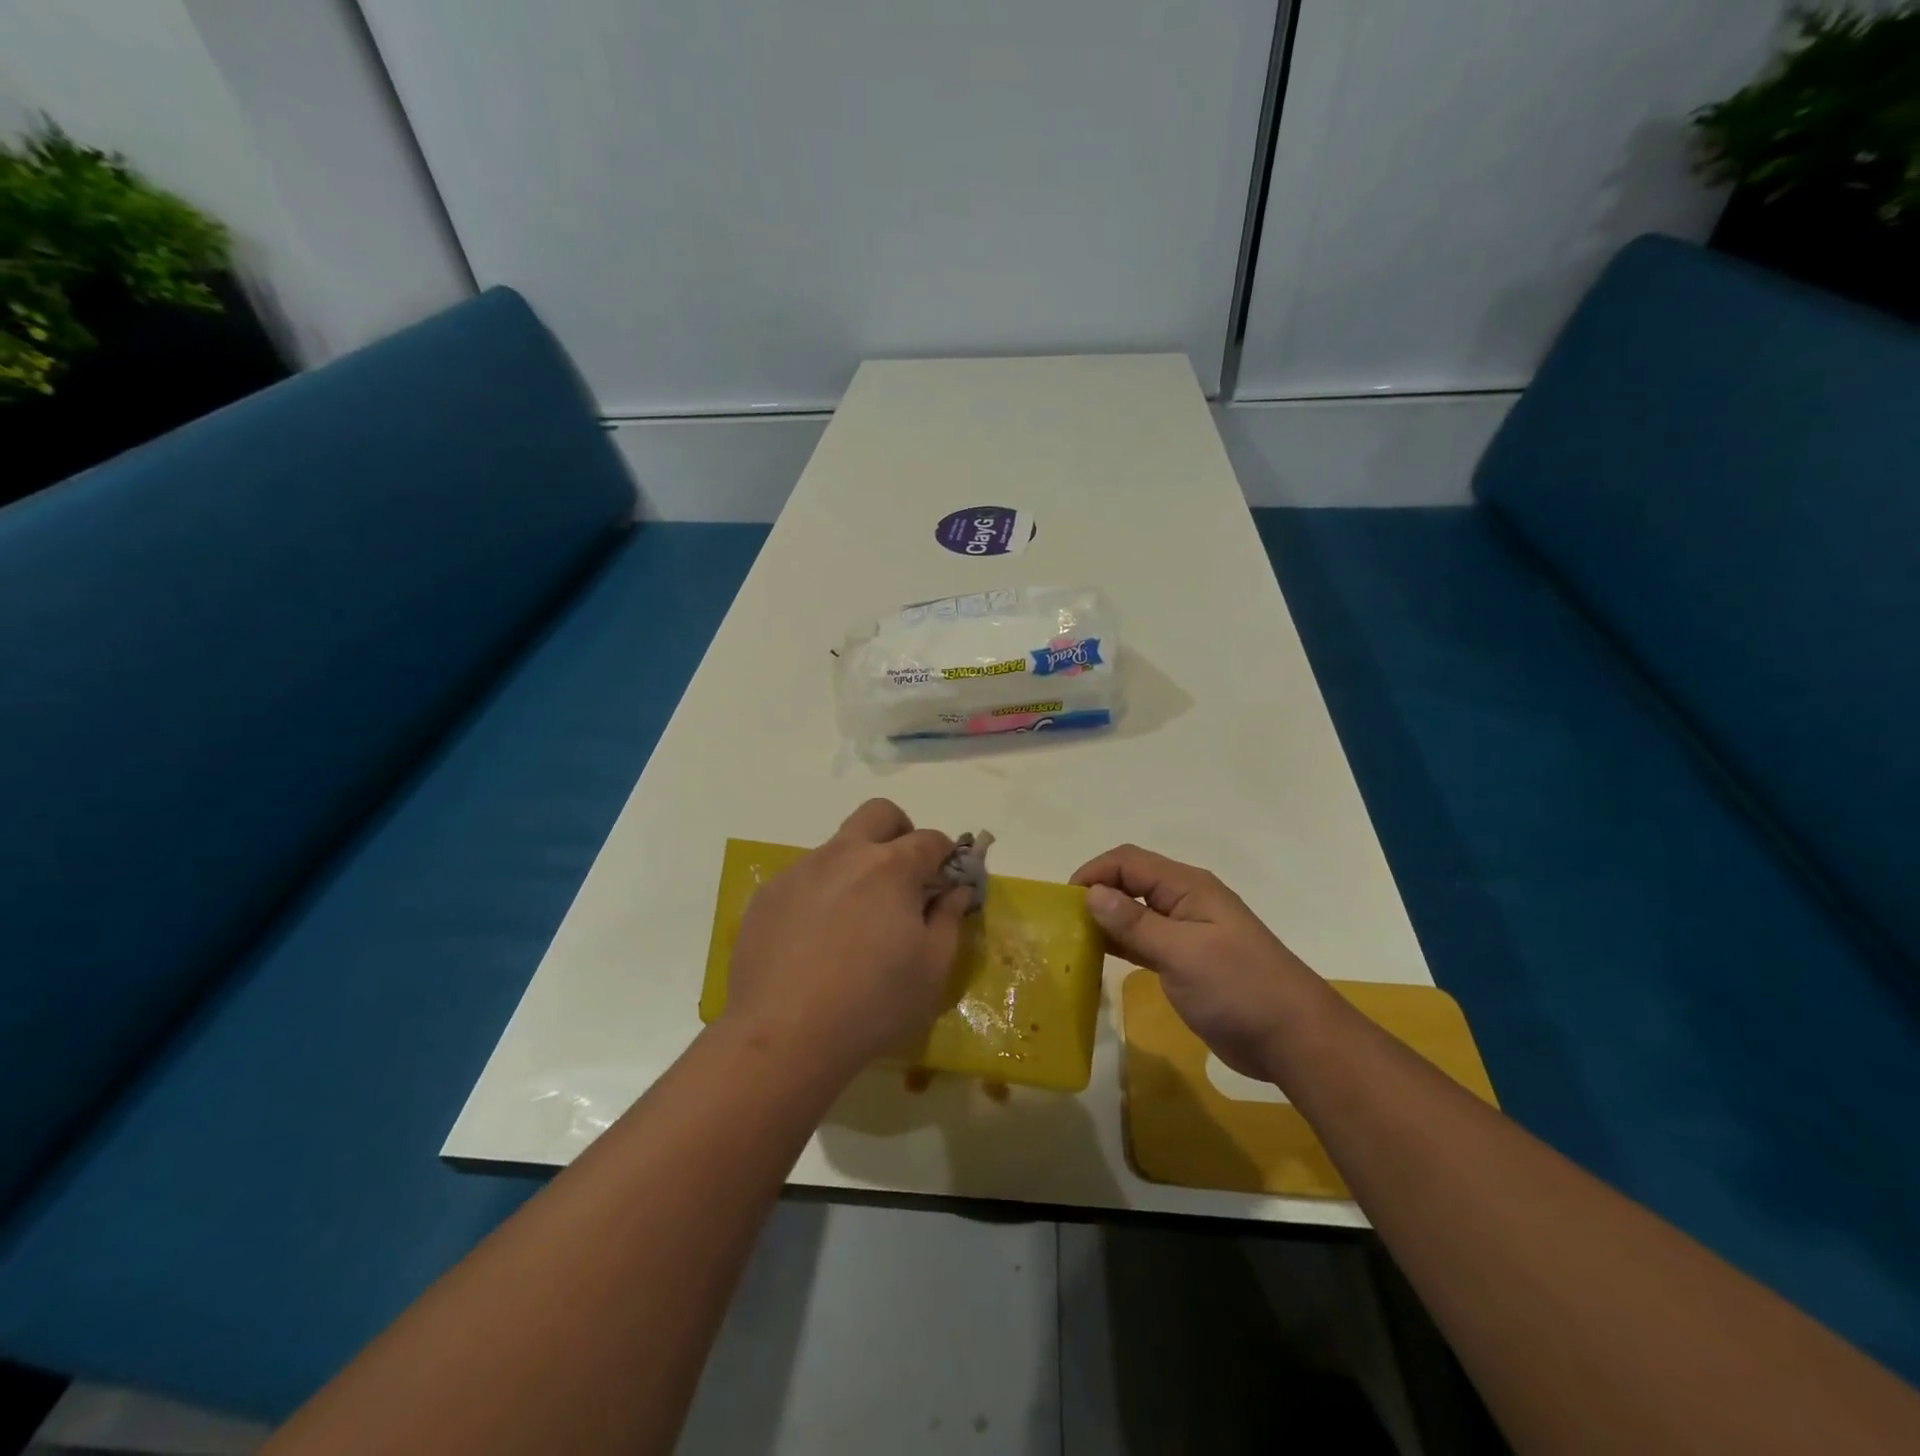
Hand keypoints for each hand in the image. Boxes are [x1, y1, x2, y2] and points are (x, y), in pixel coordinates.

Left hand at [726, 799, 971, 1083]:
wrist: (782, 1036)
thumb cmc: (872, 1004)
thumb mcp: (931, 969)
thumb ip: (949, 919)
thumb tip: (956, 891)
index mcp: (891, 867)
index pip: (930, 839)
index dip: (946, 856)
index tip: (947, 880)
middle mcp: (844, 855)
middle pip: (879, 814)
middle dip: (900, 832)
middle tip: (904, 877)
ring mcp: (801, 871)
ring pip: (838, 847)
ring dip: (857, 867)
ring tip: (855, 923)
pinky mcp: (768, 895)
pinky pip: (805, 879)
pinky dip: (822, 894)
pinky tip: (816, 942)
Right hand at [1071, 845, 1323, 1080]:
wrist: (1293, 1039)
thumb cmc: (1239, 988)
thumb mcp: (1182, 953)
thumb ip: (1135, 923)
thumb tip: (1091, 893)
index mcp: (1188, 887)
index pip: (1129, 861)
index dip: (1095, 872)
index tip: (1063, 901)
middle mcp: (1185, 901)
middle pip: (1131, 883)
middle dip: (1097, 893)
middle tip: (1063, 923)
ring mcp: (1187, 932)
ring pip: (1136, 913)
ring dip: (1107, 920)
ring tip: (1072, 940)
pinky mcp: (1187, 962)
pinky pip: (1145, 941)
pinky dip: (1121, 944)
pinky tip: (1099, 959)